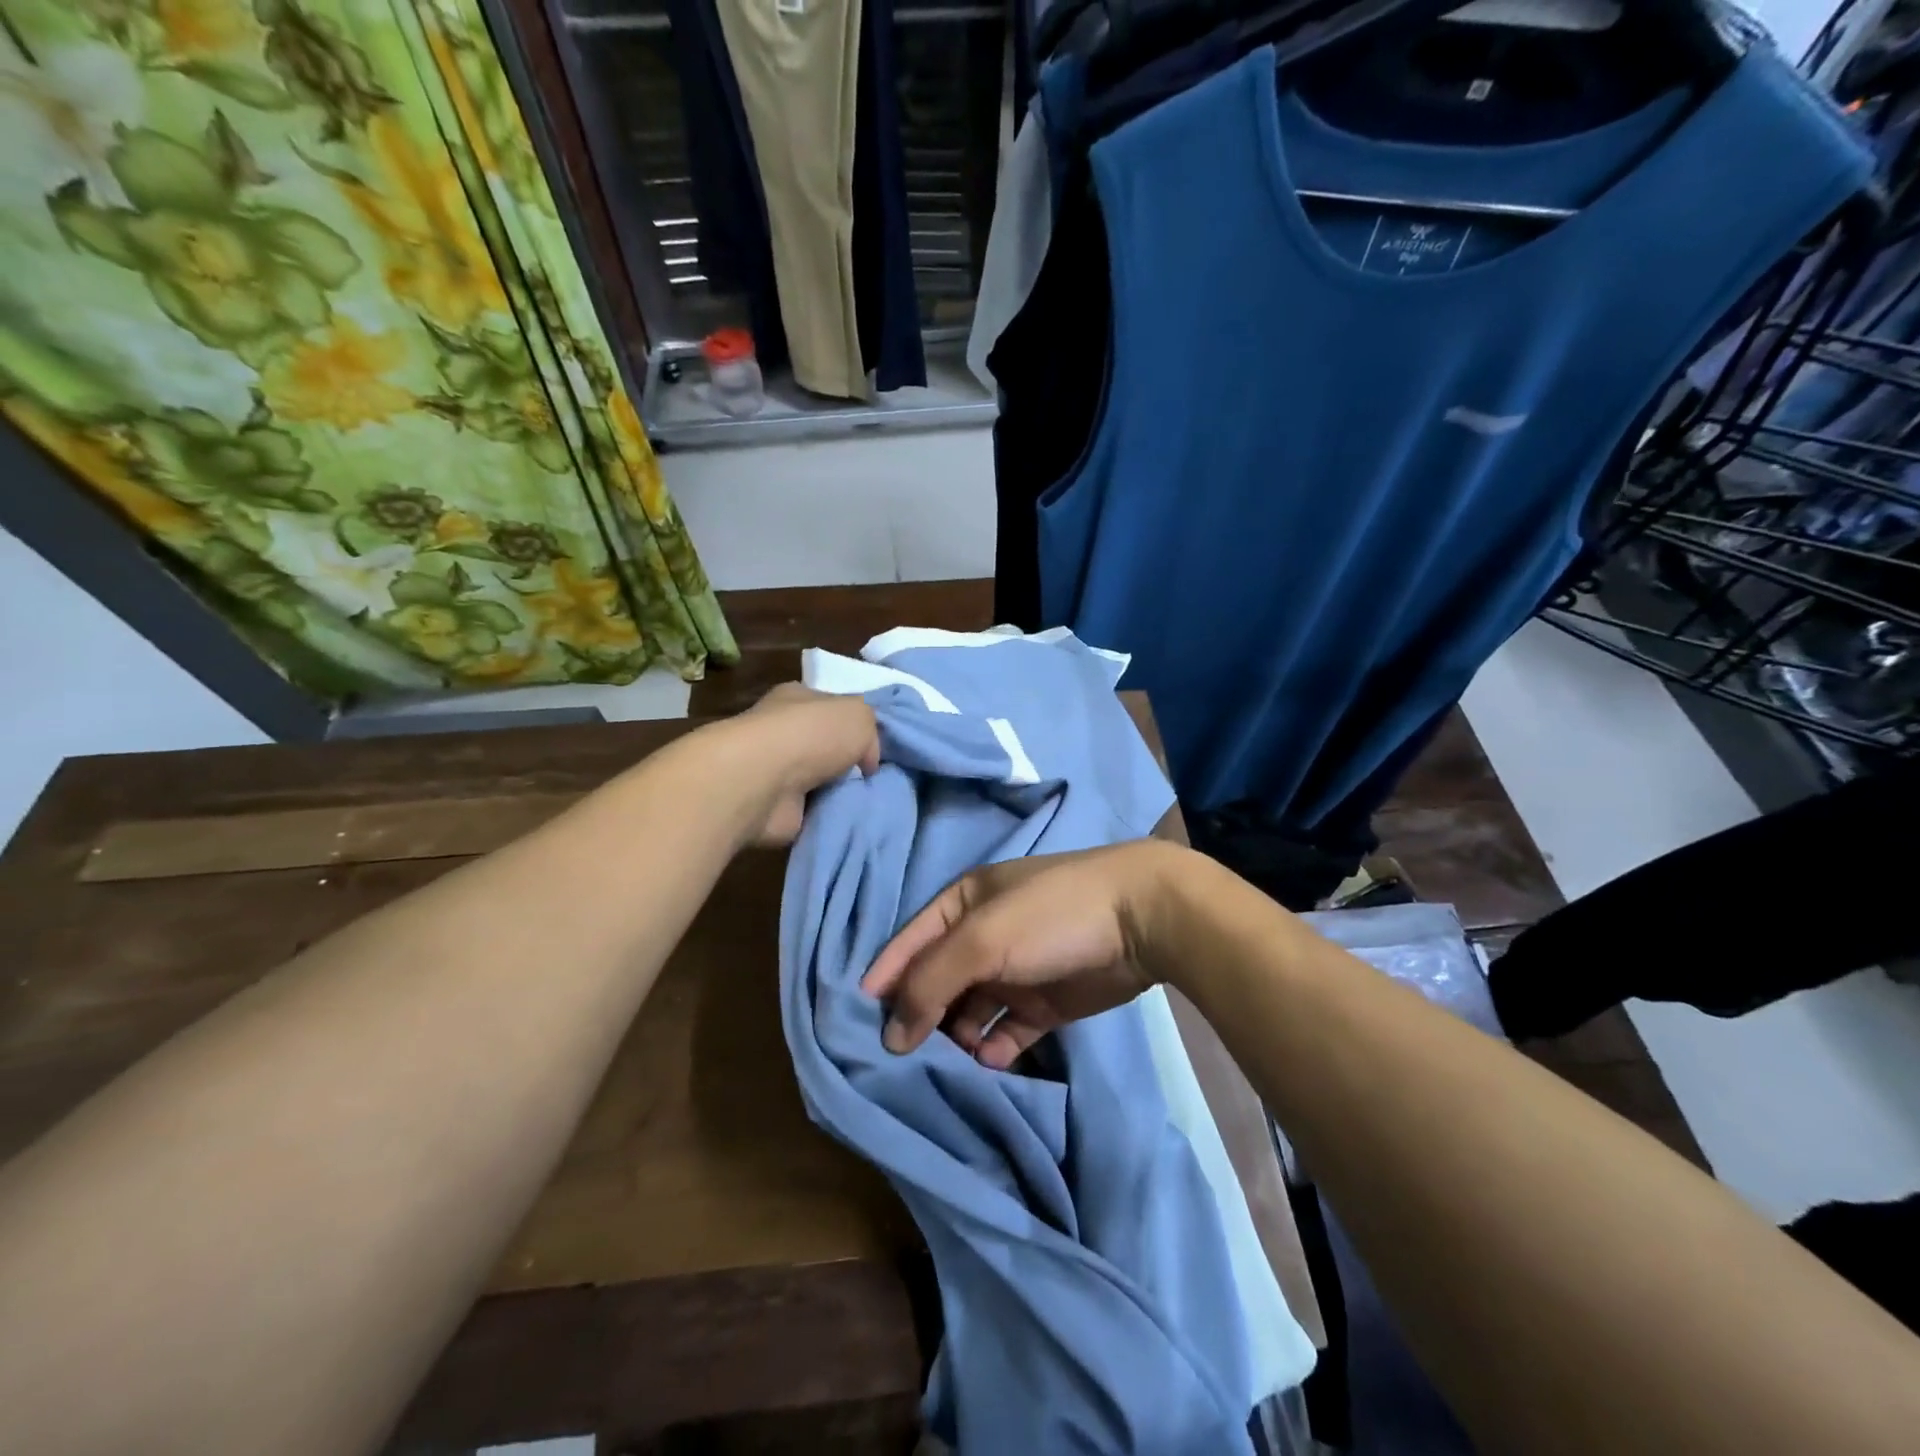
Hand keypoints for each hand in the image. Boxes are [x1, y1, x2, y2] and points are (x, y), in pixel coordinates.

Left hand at [726, 683, 880, 846]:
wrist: (764, 783)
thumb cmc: (810, 735)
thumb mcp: (859, 713)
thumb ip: (871, 729)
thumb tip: (866, 760)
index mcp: (797, 699)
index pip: (832, 707)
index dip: (856, 725)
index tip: (878, 745)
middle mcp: (783, 732)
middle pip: (828, 747)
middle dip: (851, 763)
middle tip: (877, 777)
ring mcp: (776, 772)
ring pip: (822, 781)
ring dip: (842, 792)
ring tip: (869, 800)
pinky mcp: (775, 808)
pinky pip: (814, 812)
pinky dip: (829, 816)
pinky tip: (848, 818)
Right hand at [861, 841, 1186, 1067]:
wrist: (1142, 919)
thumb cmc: (1051, 916)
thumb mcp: (982, 939)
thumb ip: (930, 982)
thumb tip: (890, 1034)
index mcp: (962, 904)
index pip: (909, 943)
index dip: (884, 978)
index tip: (854, 1023)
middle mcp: (982, 936)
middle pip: (936, 981)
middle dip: (918, 1016)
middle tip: (897, 1062)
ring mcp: (1014, 971)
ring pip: (968, 1011)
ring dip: (955, 1037)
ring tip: (945, 1068)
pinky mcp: (1044, 1003)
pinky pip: (1005, 1030)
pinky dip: (993, 1048)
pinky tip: (989, 1063)